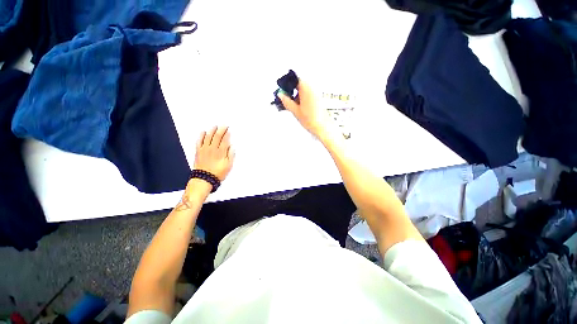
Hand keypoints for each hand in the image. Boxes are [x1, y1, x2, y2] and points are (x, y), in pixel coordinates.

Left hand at [193, 126, 234, 180]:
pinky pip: (199, 141)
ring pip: (208, 137)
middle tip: (224, 125)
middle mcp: (213, 149)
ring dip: (212, 131)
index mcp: (221, 152)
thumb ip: (230, 155)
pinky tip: (203, 132)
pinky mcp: (198, 151)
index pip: (225, 140)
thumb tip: (232, 147)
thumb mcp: (228, 166)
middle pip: (217, 136)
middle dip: (221, 130)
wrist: (204, 179)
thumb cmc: (218, 173)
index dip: (227, 134)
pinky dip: (201, 136)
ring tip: (215, 126)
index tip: (228, 129)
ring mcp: (204, 149)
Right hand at [278, 80, 335, 139]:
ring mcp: (317, 94)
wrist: (323, 128)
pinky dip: (302, 99)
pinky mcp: (319, 100)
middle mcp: (312, 88)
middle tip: (286, 99)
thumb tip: (280, 95)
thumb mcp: (295, 111)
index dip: (287, 84)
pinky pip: (308, 95)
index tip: (282, 90)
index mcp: (306, 88)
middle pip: (299, 85)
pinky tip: (299, 108)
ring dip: (297, 96)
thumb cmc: (311, 120)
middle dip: (292, 91)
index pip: (294, 79)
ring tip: (292, 106)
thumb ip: (286, 101)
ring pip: (304, 91)